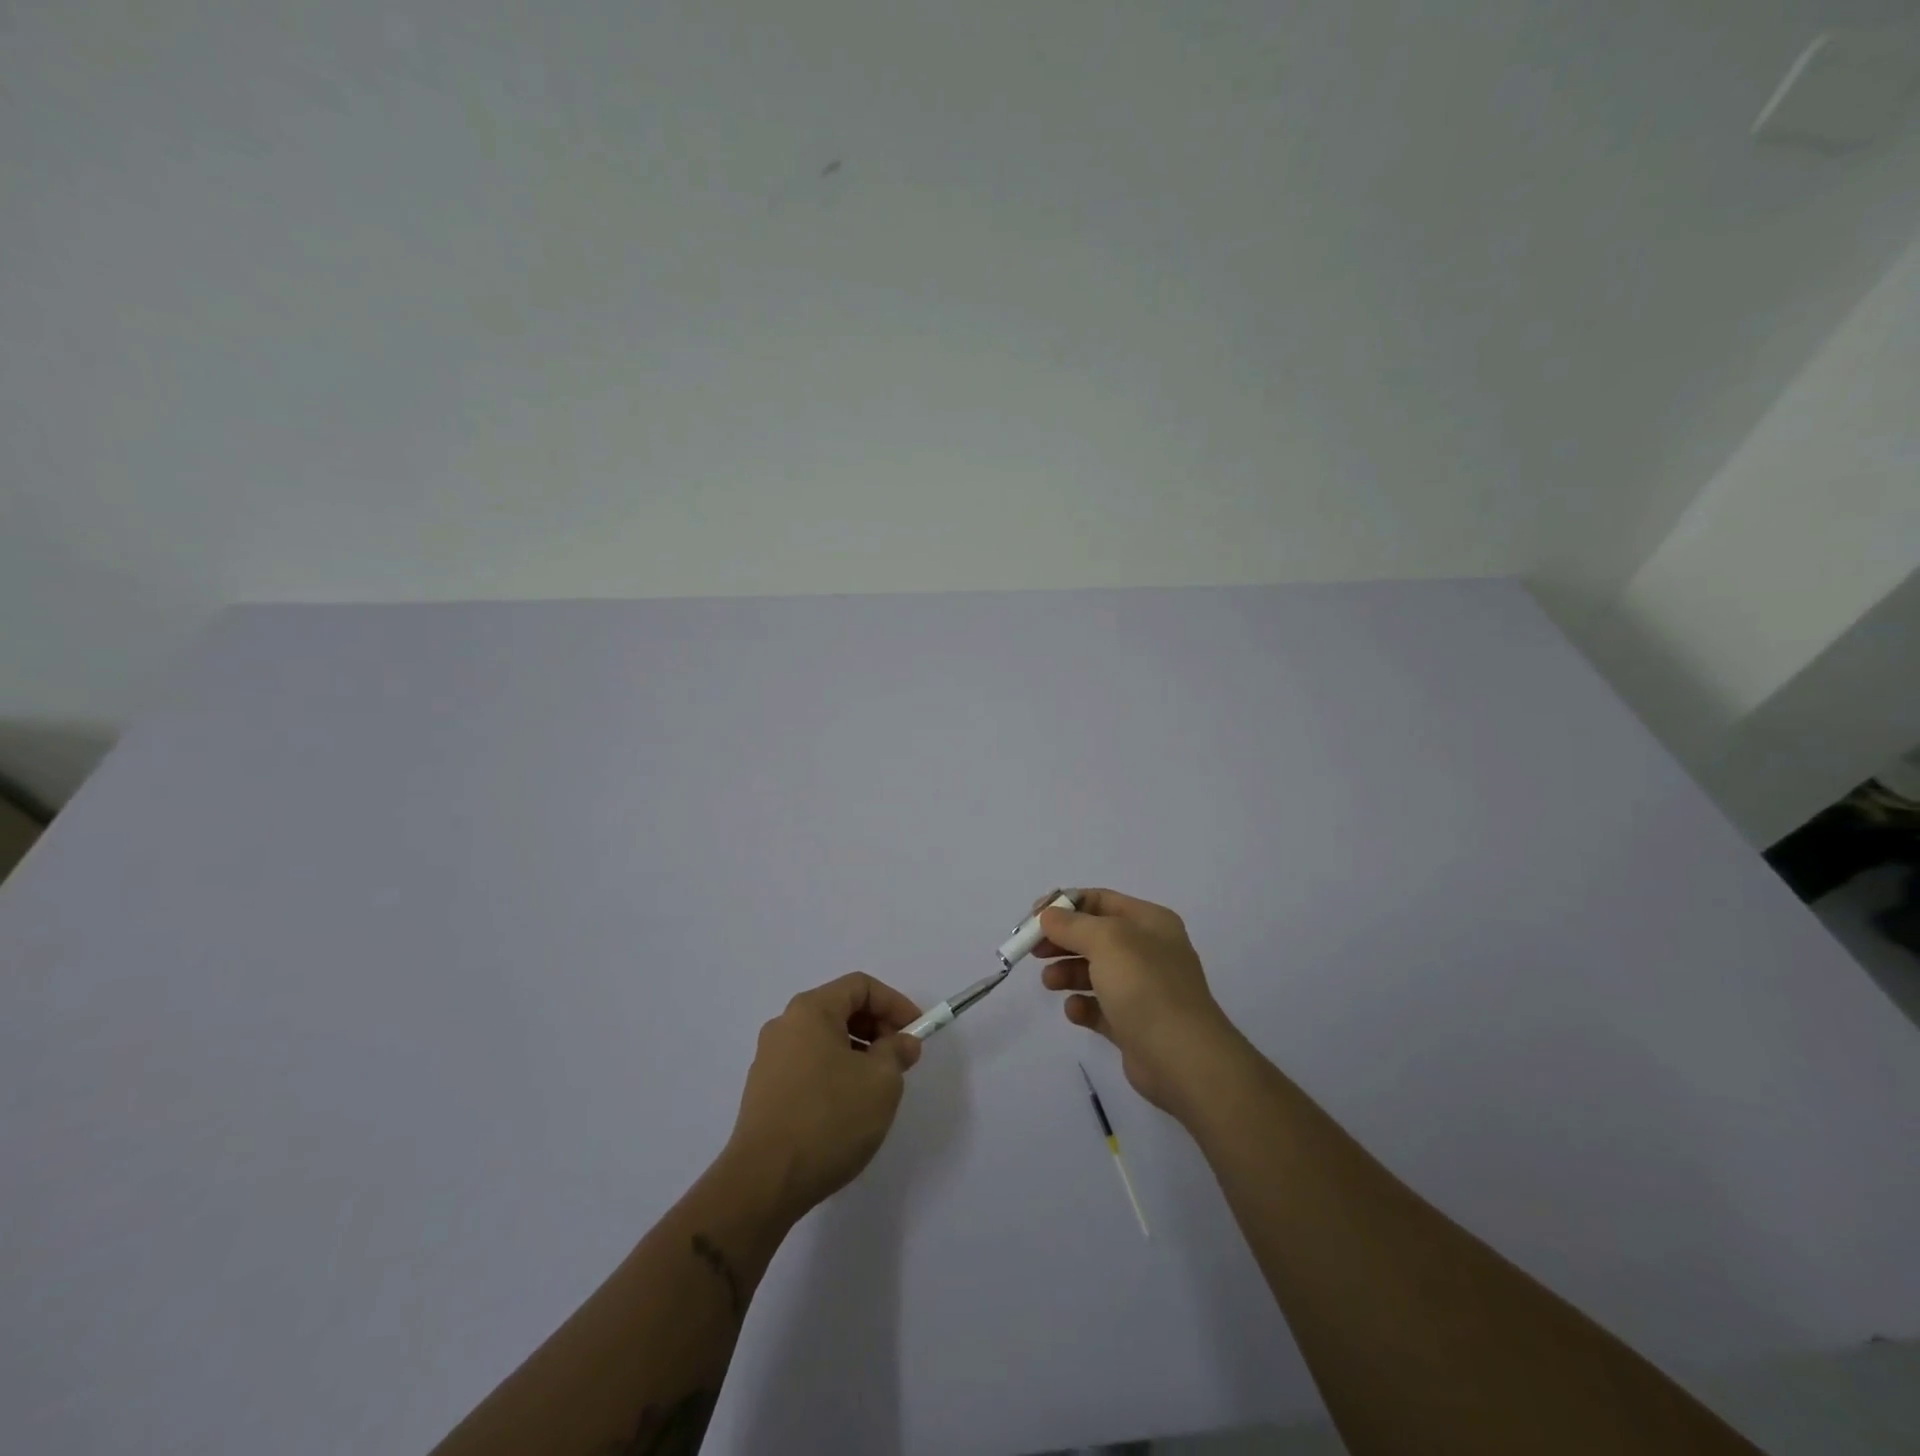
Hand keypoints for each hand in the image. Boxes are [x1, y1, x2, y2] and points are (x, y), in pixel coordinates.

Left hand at [723, 972, 924, 1222]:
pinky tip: (848, 1107)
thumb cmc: (828, 1118)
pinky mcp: (763, 1092)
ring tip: (878, 1087)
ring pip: (825, 1040)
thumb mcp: (881, 1081)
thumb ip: (897, 1052)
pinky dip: (835, 1072)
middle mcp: (785, 1025)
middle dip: (877, 1028)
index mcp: (810, 1010)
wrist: (764, 1183)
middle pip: (840, 1009)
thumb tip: (902, 1042)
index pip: (860, 986)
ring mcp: (769, 1059)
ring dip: (858, 1052)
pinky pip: (809, 1065)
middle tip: (901, 1059)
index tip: (916, 1032)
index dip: (895, 1003)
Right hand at [1036, 888, 1241, 1117]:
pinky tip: (1075, 1011)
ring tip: (1050, 982)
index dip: (1064, 905)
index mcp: (1150, 922)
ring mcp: (1143, 989)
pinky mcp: (1134, 1025)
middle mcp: (1149, 951)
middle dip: (1062, 940)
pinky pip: (1100, 1007)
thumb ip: (1072, 924)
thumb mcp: (1106, 940)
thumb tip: (1049, 916)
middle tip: (1033, 950)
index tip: (1033, 918)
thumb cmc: (1145, 986)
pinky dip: (1083, 1006)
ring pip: (1094, 971)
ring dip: (1067, 972)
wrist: (1183, 1058)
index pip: (1100, 900)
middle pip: (1094, 936)